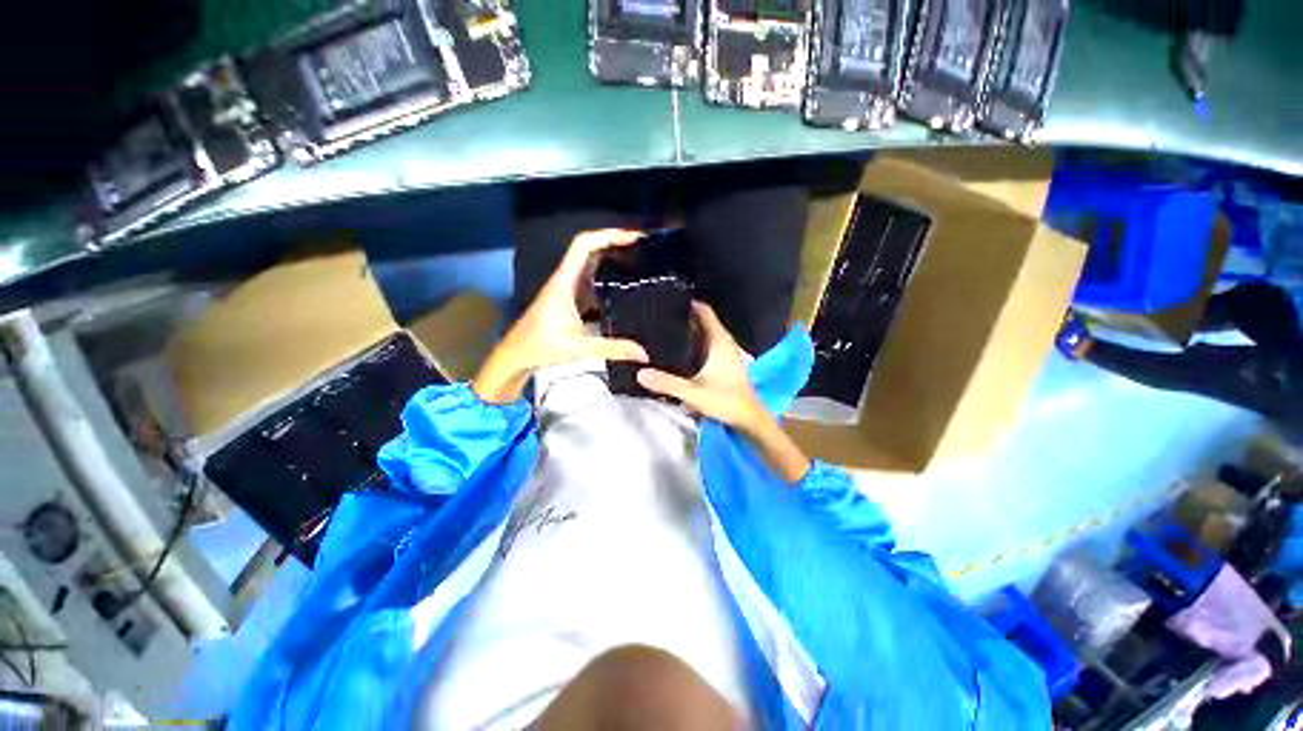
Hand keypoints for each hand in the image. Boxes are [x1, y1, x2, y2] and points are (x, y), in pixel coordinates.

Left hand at [473, 229, 648, 403]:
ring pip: (590, 264)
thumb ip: (614, 349)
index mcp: (564, 282)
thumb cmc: (542, 347)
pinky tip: (623, 287)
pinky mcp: (570, 299)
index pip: (583, 245)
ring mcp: (567, 288)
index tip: (633, 238)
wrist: (517, 355)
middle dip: (614, 242)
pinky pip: (590, 280)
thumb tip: (645, 354)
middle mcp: (565, 279)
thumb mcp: (581, 348)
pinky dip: (607, 276)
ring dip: (611, 257)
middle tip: (643, 247)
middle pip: (589, 249)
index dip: (608, 235)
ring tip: (638, 261)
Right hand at [635, 302, 768, 432]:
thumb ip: (667, 383)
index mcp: (719, 341)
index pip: (705, 311)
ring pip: (704, 334)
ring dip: (688, 331)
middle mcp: (723, 342)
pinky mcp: (723, 363)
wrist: (748, 418)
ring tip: (664, 330)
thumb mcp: (694, 393)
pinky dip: (693, 343)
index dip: (689, 303)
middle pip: (702, 321)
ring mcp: (724, 353)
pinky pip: (705, 345)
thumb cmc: (726, 401)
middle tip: (659, 316)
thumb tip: (640, 373)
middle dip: (683, 317)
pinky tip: (678, 351)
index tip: (669, 300)